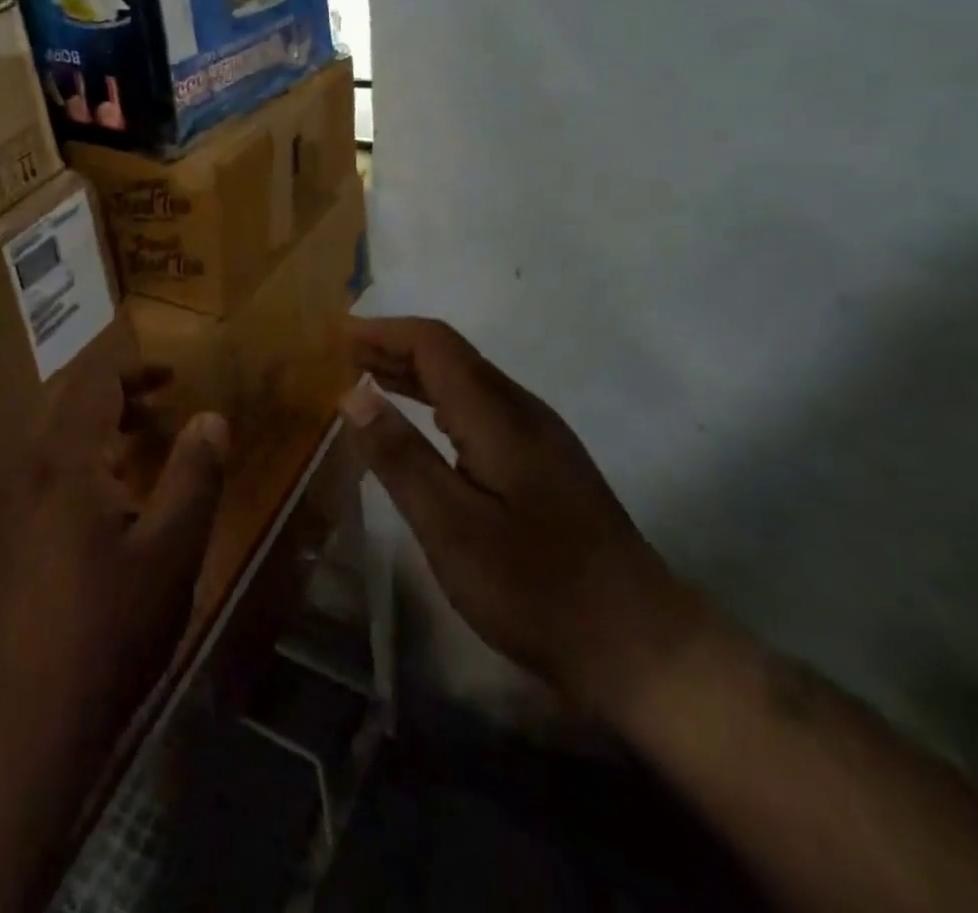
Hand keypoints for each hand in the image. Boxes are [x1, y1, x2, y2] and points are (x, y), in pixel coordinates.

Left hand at [0, 368, 229, 768]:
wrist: (21, 723)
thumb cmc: (107, 630)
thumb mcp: (171, 552)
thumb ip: (195, 476)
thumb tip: (211, 417)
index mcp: (63, 459)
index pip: (93, 381)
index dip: (135, 368)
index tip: (175, 376)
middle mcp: (27, 466)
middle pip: (64, 395)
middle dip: (113, 386)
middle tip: (160, 397)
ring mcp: (10, 500)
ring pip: (50, 428)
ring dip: (95, 418)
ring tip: (143, 436)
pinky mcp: (8, 532)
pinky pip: (43, 461)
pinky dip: (79, 449)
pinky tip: (110, 490)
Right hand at [343, 317, 700, 719]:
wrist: (641, 646)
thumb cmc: (536, 589)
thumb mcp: (452, 528)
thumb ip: (401, 456)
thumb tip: (352, 392)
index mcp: (498, 415)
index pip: (434, 344)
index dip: (383, 331)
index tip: (335, 335)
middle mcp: (522, 409)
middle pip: (451, 355)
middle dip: (392, 346)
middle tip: (339, 355)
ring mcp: (539, 435)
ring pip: (467, 380)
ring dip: (414, 371)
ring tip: (365, 377)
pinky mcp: (545, 462)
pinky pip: (480, 407)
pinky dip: (437, 399)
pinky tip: (422, 422)